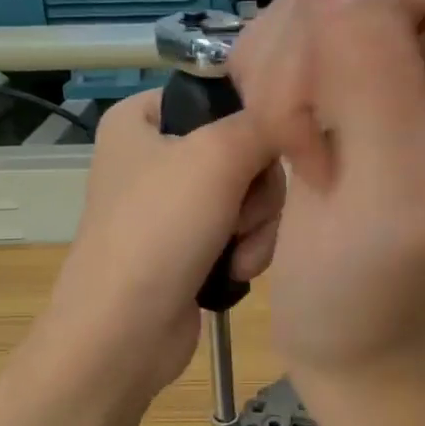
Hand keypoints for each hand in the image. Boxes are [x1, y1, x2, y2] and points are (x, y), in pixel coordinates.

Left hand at [36, 90, 281, 399]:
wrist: (124, 332)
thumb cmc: (159, 230)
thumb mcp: (216, 156)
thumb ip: (266, 122)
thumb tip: (300, 113)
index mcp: (141, 118)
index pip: (218, 92)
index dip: (253, 117)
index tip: (274, 143)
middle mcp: (156, 156)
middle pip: (245, 149)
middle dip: (256, 191)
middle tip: (239, 214)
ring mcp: (174, 206)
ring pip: (251, 195)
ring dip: (256, 226)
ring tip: (236, 252)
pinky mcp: (191, 247)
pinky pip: (243, 230)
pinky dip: (247, 250)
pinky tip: (235, 271)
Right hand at [229, 0, 424, 383]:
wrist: (352, 344)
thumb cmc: (371, 296)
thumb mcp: (387, 204)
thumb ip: (378, 83)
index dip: (358, 30)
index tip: (329, 120)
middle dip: (309, 63)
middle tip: (304, 150)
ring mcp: (407, 78)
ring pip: (320, 8)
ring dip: (283, 78)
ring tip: (297, 156)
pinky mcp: (358, 92)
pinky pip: (296, 40)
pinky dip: (271, 85)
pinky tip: (283, 143)